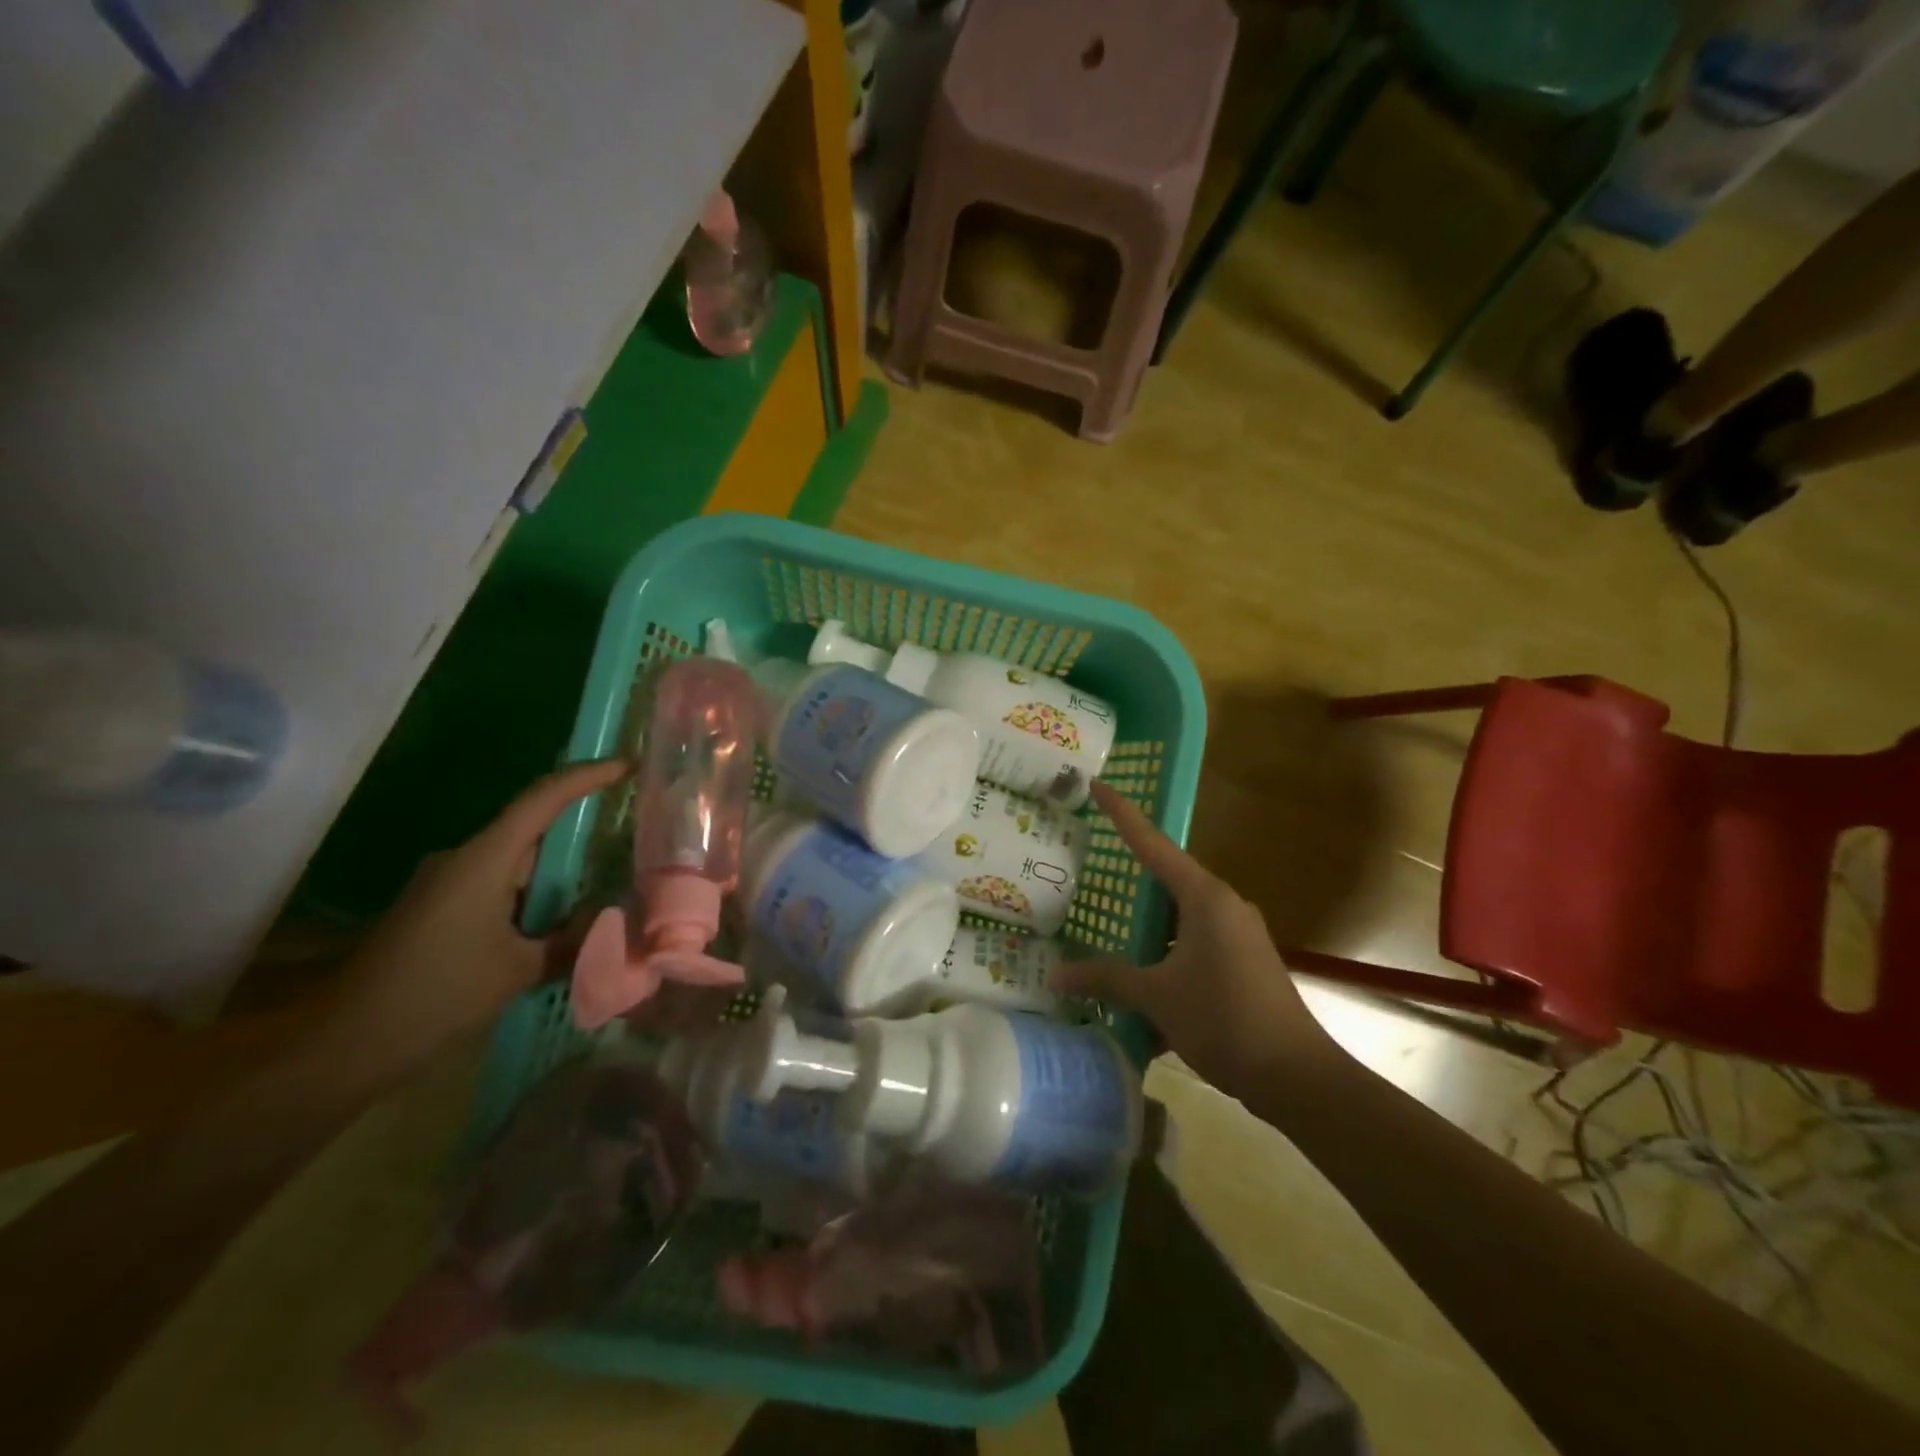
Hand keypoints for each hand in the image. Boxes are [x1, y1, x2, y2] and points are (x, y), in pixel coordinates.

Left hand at [306, 759, 628, 1087]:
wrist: (343, 1045)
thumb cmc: (436, 994)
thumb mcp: (518, 970)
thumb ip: (572, 939)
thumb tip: (614, 919)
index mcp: (484, 859)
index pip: (543, 798)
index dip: (588, 776)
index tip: (629, 766)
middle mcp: (464, 859)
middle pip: (534, 830)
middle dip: (581, 836)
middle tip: (630, 844)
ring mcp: (447, 883)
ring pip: (518, 863)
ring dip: (558, 876)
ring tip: (603, 892)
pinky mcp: (438, 908)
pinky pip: (499, 887)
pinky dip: (534, 897)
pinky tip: (556, 925)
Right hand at [1052, 782, 1347, 1106]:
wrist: (1296, 1075)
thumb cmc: (1223, 1019)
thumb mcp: (1157, 996)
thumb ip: (1107, 978)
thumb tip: (1056, 975)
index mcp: (1204, 897)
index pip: (1153, 844)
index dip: (1122, 814)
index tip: (1097, 784)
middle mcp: (1223, 905)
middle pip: (1167, 878)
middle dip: (1130, 876)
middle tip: (1090, 866)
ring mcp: (1237, 934)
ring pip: (1180, 915)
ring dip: (1147, 924)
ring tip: (1107, 926)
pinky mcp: (1243, 961)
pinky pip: (1194, 942)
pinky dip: (1165, 951)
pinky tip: (1141, 977)